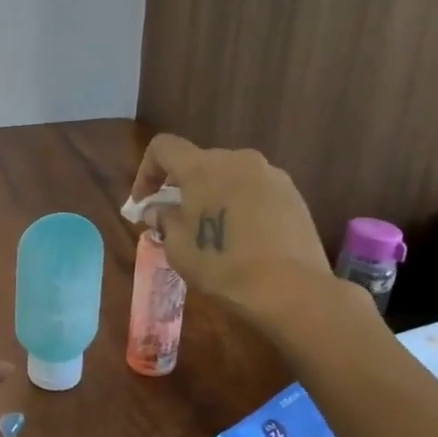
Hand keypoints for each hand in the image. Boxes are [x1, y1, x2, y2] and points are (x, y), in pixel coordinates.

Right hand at [130, 134, 332, 321]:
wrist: (291, 289)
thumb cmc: (223, 266)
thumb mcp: (179, 248)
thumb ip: (164, 220)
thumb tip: (159, 210)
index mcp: (202, 167)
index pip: (163, 147)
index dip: (147, 171)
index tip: (144, 203)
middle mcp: (237, 159)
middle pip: (199, 162)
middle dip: (183, 187)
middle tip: (177, 220)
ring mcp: (270, 174)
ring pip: (230, 176)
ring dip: (214, 195)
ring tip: (213, 230)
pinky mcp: (293, 193)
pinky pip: (255, 190)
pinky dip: (241, 204)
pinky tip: (244, 237)